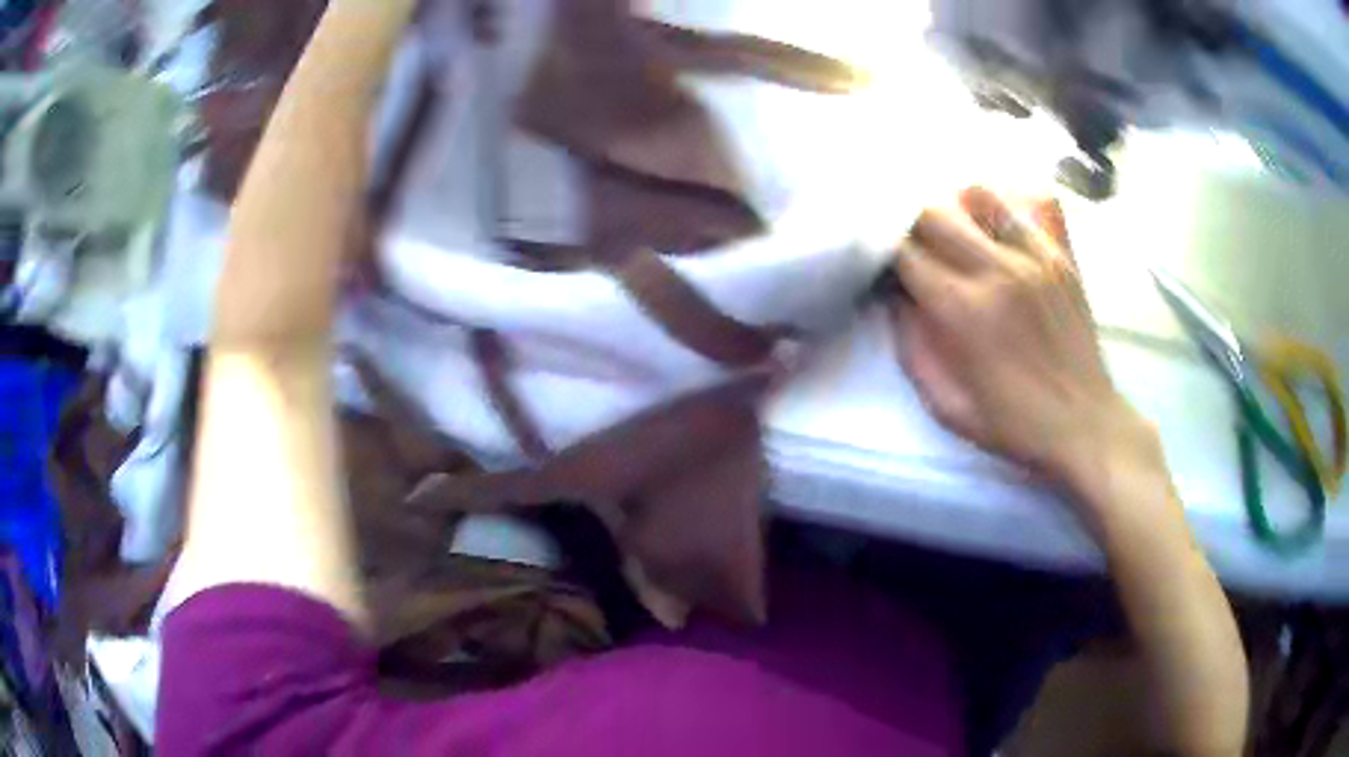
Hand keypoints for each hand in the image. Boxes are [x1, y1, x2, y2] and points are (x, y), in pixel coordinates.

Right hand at [891, 187, 1152, 489]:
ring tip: (957, 234)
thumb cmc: (1012, 424)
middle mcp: (997, 269)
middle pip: (933, 212)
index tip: (883, 265)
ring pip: (979, 194)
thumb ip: (912, 346)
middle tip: (914, 248)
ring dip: (956, 209)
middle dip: (911, 225)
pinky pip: (1029, 205)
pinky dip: (1006, 208)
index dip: (883, 252)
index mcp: (962, 310)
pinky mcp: (1062, 255)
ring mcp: (1035, 256)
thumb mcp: (946, 405)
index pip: (904, 251)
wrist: (1084, 425)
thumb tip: (895, 297)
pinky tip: (1000, 229)